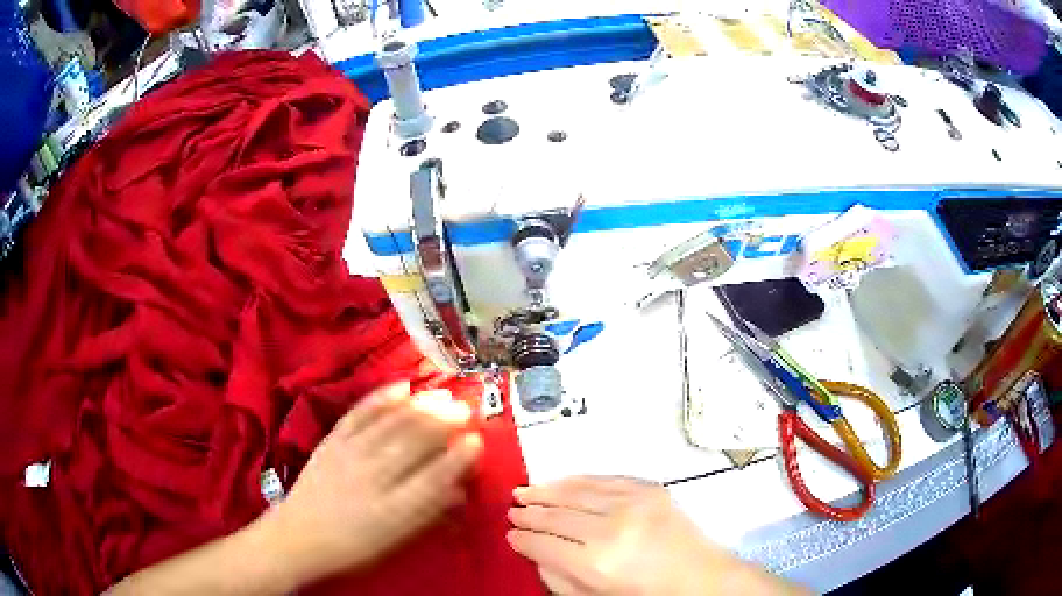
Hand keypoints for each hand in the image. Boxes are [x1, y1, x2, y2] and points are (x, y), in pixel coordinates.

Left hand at [262, 381, 482, 583]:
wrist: (299, 536)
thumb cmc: (354, 546)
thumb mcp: (396, 540)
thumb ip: (429, 513)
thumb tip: (459, 490)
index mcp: (392, 510)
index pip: (433, 478)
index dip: (458, 458)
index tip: (476, 441)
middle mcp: (372, 478)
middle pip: (413, 443)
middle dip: (443, 423)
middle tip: (466, 409)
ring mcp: (348, 454)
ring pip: (390, 423)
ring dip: (420, 406)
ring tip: (442, 395)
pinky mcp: (331, 440)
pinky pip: (359, 413)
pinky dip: (381, 398)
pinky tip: (401, 386)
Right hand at [507, 476, 805, 595]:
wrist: (702, 578)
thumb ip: (559, 579)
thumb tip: (536, 552)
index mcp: (596, 563)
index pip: (544, 543)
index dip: (522, 538)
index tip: (509, 534)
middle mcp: (611, 529)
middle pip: (557, 515)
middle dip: (530, 513)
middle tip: (512, 509)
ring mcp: (633, 504)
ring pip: (577, 491)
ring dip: (547, 490)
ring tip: (525, 491)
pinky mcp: (650, 490)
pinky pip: (605, 479)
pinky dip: (578, 480)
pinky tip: (562, 481)